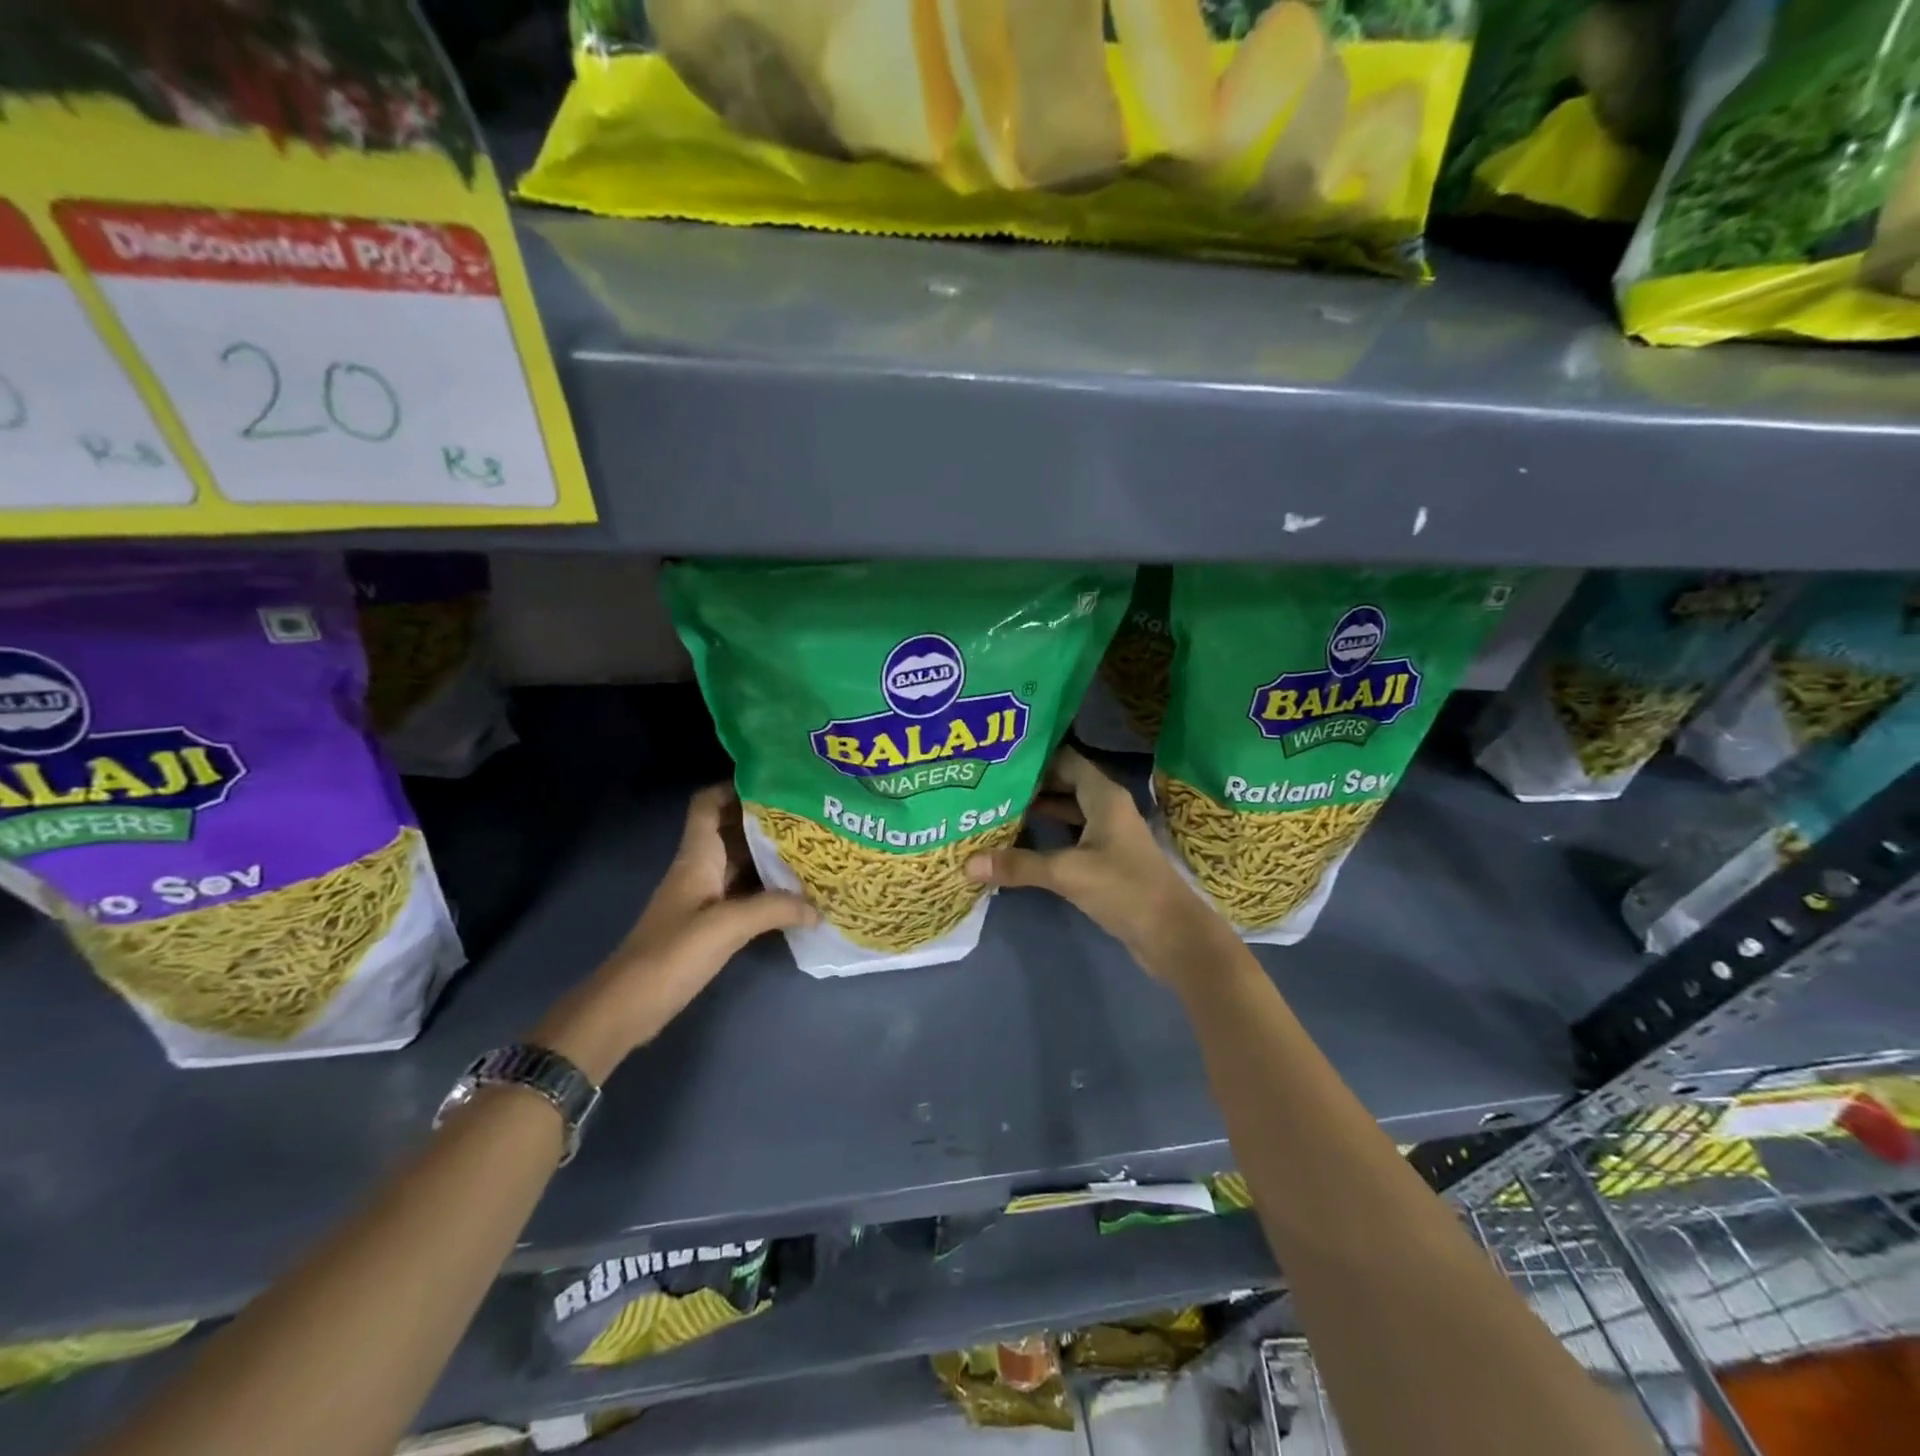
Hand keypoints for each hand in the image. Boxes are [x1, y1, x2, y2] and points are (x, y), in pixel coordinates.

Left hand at [533, 785, 814, 1078]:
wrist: (628, 1005)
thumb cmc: (673, 953)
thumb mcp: (727, 926)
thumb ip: (775, 909)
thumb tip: (818, 907)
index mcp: (697, 857)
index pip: (708, 804)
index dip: (735, 788)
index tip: (776, 785)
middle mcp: (700, 868)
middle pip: (731, 830)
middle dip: (766, 821)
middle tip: (810, 817)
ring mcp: (703, 897)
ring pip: (740, 863)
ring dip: (770, 856)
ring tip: (812, 850)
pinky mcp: (707, 924)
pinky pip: (743, 893)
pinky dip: (767, 889)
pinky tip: (795, 895)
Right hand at [964, 747, 1219, 974]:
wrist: (1171, 934)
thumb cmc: (1125, 889)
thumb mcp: (1068, 873)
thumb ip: (1019, 865)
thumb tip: (967, 863)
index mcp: (1104, 796)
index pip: (1065, 760)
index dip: (1035, 757)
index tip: (998, 758)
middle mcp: (1107, 807)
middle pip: (1064, 783)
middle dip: (1030, 783)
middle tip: (989, 782)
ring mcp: (1108, 834)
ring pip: (1067, 811)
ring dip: (1037, 810)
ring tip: (997, 807)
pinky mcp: (1106, 859)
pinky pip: (1071, 836)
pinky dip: (1047, 834)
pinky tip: (1019, 841)